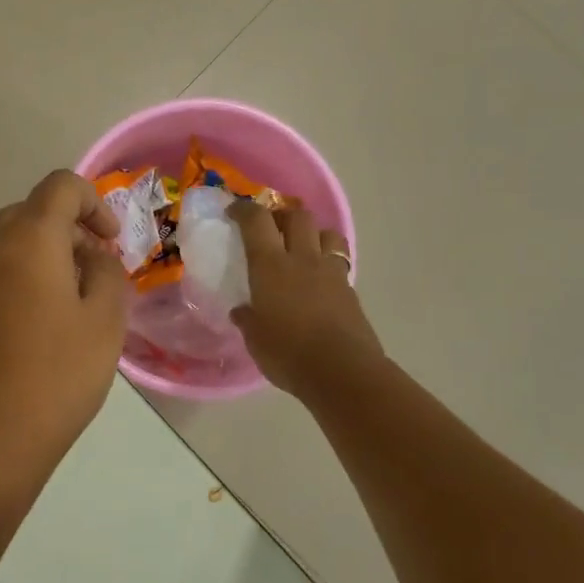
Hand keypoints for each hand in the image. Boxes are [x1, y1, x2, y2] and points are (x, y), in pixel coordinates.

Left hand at [0, 170, 129, 468]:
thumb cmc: (56, 379)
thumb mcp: (106, 322)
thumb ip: (107, 271)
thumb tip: (91, 256)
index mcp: (30, 237)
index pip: (62, 186)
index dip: (93, 203)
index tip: (108, 242)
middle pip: (29, 213)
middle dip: (63, 233)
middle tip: (87, 278)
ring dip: (25, 254)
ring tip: (44, 299)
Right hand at [229, 202, 383, 398]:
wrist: (342, 372)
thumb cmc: (288, 353)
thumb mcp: (255, 339)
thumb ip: (248, 319)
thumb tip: (241, 311)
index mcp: (271, 266)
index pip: (257, 221)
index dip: (244, 209)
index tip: (233, 211)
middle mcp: (302, 259)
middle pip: (298, 216)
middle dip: (282, 215)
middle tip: (270, 229)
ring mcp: (331, 273)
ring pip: (326, 233)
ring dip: (312, 234)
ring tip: (301, 248)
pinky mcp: (350, 290)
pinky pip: (338, 263)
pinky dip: (327, 263)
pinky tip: (318, 281)